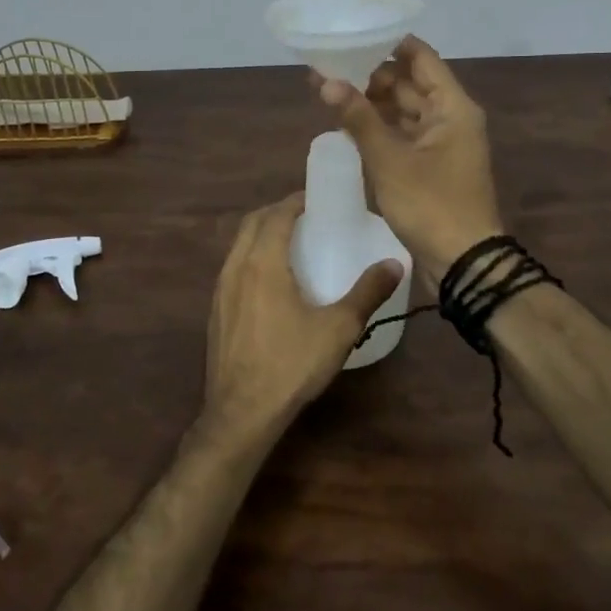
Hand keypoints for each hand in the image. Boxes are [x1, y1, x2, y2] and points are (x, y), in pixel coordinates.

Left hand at [203, 194, 402, 439]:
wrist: (241, 412)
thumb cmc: (291, 365)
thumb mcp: (338, 328)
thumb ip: (367, 292)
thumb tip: (395, 263)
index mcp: (262, 263)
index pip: (276, 215)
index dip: (295, 201)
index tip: (316, 198)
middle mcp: (235, 267)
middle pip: (252, 223)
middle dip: (276, 212)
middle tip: (306, 215)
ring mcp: (220, 290)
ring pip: (238, 245)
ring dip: (261, 233)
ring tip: (290, 243)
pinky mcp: (215, 311)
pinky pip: (232, 268)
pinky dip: (251, 257)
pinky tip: (270, 281)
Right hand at [318, 35, 505, 285]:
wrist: (462, 262)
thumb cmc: (431, 205)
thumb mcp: (390, 159)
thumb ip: (359, 118)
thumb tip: (326, 81)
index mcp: (452, 107)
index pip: (421, 58)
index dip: (388, 43)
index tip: (353, 35)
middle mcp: (449, 118)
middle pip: (410, 83)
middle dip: (371, 74)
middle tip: (329, 67)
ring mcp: (440, 144)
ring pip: (404, 111)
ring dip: (372, 102)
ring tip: (330, 91)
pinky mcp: (429, 166)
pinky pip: (402, 135)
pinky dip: (378, 128)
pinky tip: (348, 124)